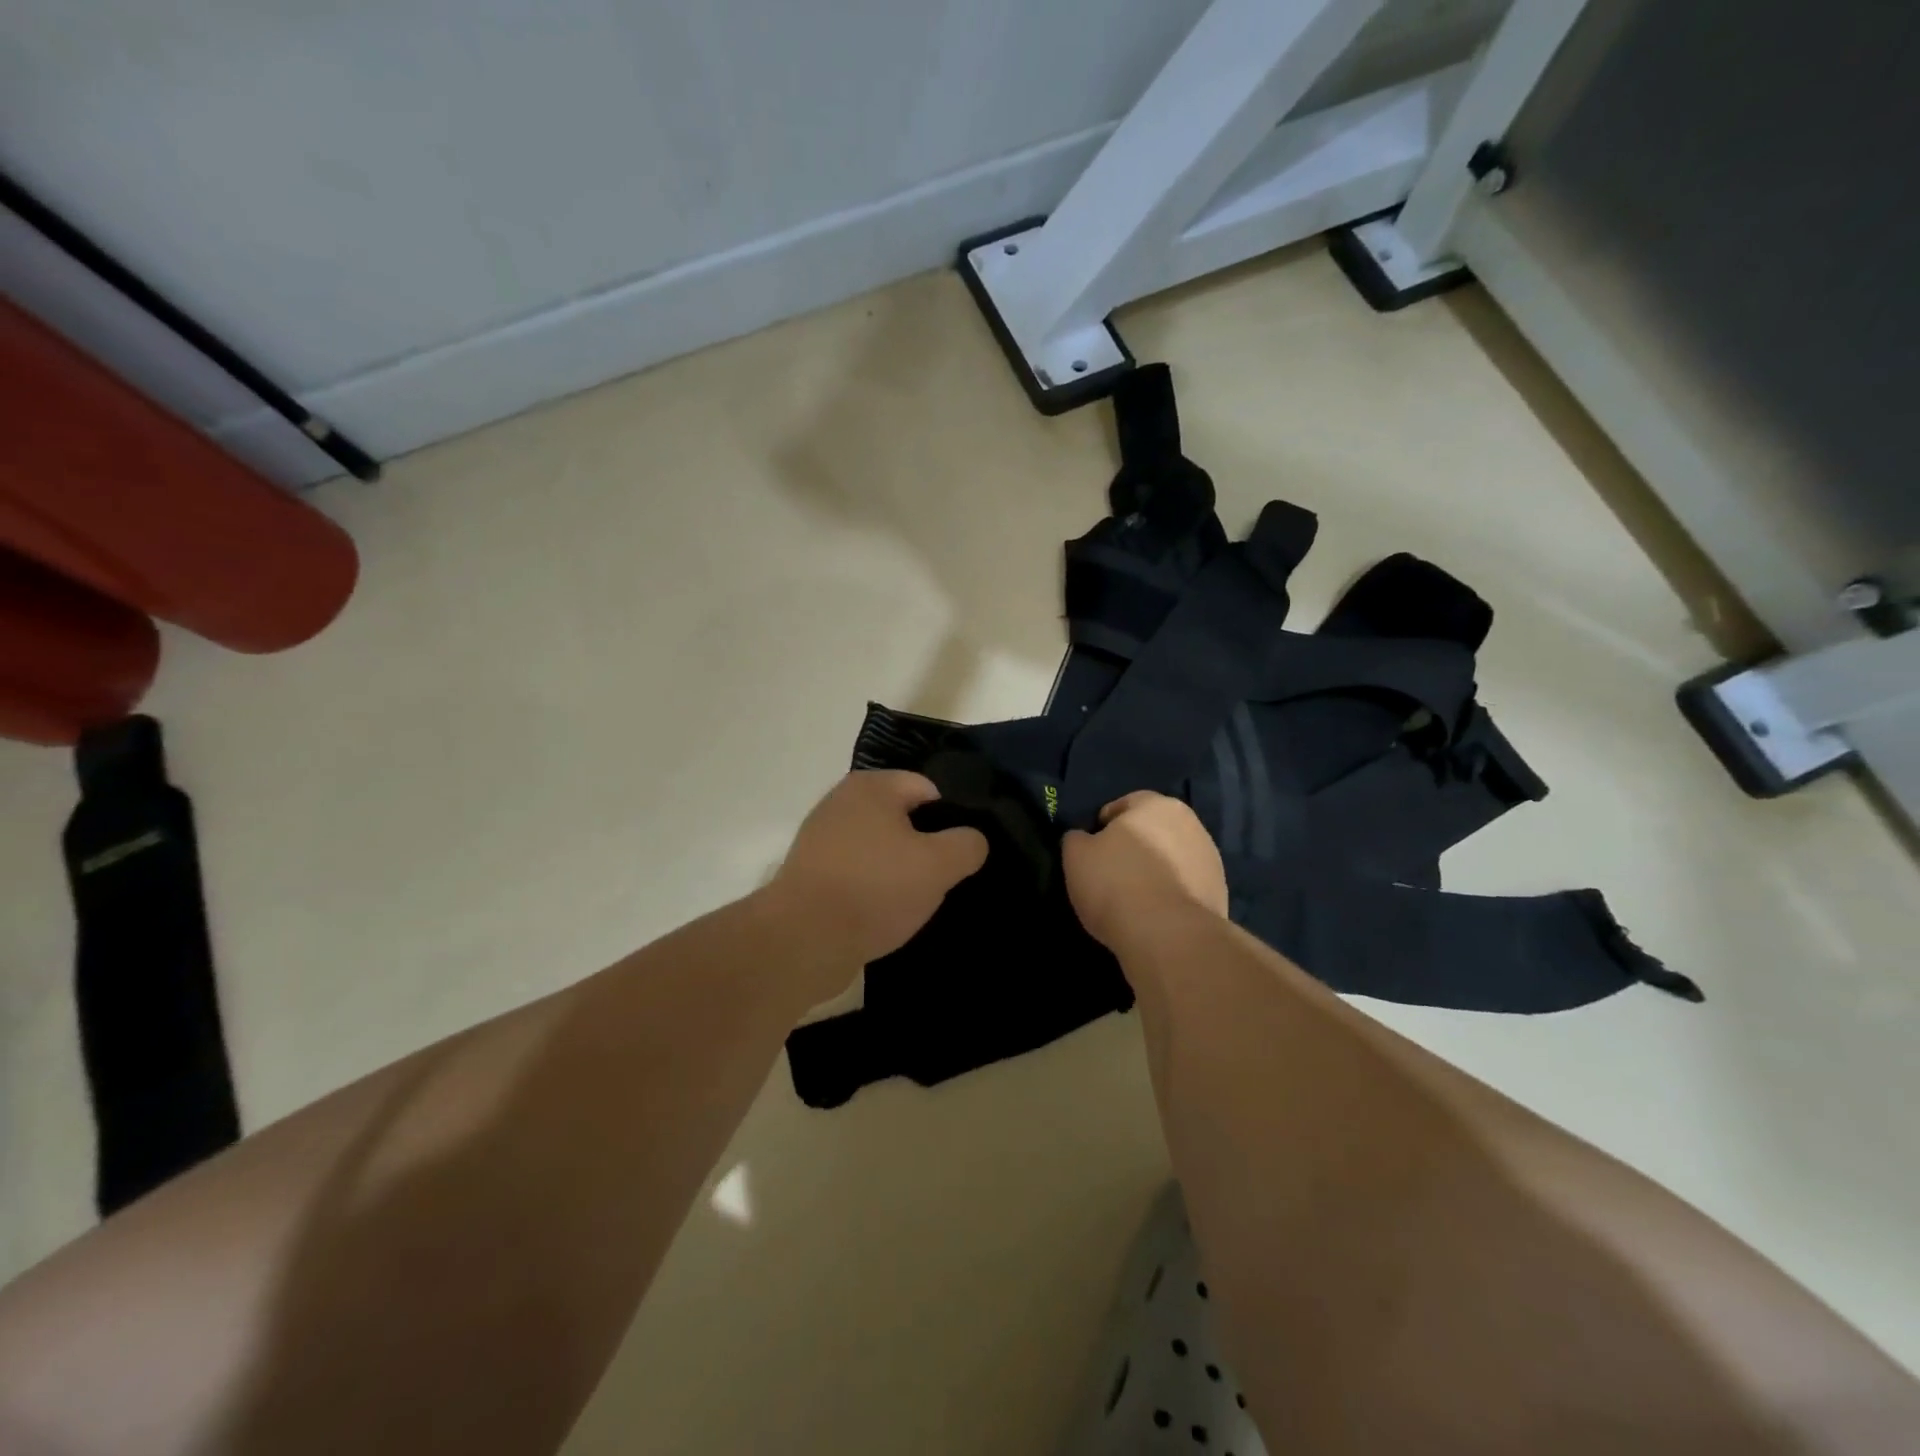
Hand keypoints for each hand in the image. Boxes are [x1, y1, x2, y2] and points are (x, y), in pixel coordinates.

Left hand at [763, 770, 987, 982]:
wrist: (803, 940)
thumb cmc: (875, 889)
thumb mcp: (939, 865)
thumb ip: (967, 844)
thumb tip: (971, 840)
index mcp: (871, 786)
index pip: (929, 789)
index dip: (951, 820)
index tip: (961, 855)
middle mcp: (842, 802)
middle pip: (903, 819)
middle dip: (925, 848)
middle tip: (943, 880)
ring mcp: (822, 839)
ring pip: (880, 850)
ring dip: (899, 872)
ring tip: (915, 903)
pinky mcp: (811, 875)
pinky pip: (857, 874)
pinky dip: (873, 890)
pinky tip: (885, 915)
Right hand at [1063, 791, 1227, 947]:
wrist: (1169, 935)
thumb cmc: (1115, 883)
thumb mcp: (1076, 856)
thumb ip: (1077, 839)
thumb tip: (1083, 839)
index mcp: (1155, 804)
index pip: (1125, 804)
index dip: (1104, 825)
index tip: (1093, 850)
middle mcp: (1190, 823)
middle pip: (1154, 829)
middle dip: (1136, 845)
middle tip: (1112, 872)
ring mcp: (1210, 858)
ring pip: (1173, 856)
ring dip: (1157, 868)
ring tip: (1135, 897)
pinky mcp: (1220, 892)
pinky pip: (1186, 885)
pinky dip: (1172, 892)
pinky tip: (1156, 913)